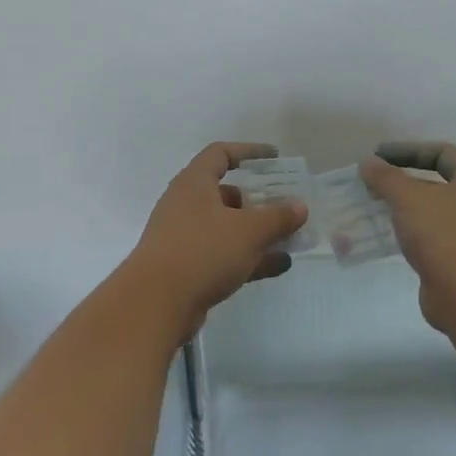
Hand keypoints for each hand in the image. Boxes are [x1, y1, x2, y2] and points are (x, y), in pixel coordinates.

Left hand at [125, 142, 308, 334]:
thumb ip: (277, 217)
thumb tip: (300, 206)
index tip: (275, 158)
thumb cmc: (202, 252)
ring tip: (290, 239)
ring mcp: (184, 238)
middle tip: (286, 206)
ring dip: (257, 232)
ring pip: (226, 227)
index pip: (220, 154)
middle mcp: (185, 205)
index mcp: (194, 183)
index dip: (249, 152)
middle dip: (258, 200)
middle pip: (225, 193)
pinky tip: (278, 266)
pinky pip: (222, 254)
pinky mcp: (186, 267)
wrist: (155, 304)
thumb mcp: (248, 231)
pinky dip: (248, 257)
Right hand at [359, 141, 455, 333]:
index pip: (442, 153)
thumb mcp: (410, 198)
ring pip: (432, 213)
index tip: (378, 157)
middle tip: (372, 184)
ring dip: (404, 209)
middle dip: (403, 181)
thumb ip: (386, 178)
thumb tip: (368, 163)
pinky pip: (430, 239)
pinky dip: (409, 234)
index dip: (408, 150)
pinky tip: (387, 237)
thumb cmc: (446, 234)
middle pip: (437, 183)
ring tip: (373, 209)